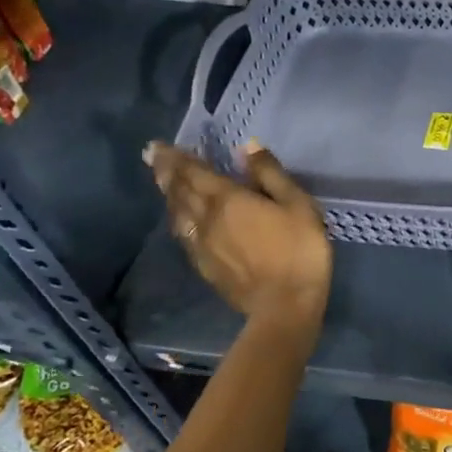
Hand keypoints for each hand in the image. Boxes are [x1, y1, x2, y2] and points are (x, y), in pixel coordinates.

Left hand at [147, 140, 331, 325]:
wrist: (285, 305)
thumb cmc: (299, 250)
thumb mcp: (298, 204)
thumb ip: (271, 174)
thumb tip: (247, 147)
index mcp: (228, 199)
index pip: (193, 172)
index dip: (175, 157)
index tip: (156, 146)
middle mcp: (206, 219)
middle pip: (179, 191)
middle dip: (166, 172)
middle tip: (153, 156)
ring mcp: (202, 245)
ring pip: (178, 214)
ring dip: (169, 195)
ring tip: (164, 183)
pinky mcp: (205, 266)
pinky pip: (184, 235)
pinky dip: (178, 220)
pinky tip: (181, 220)